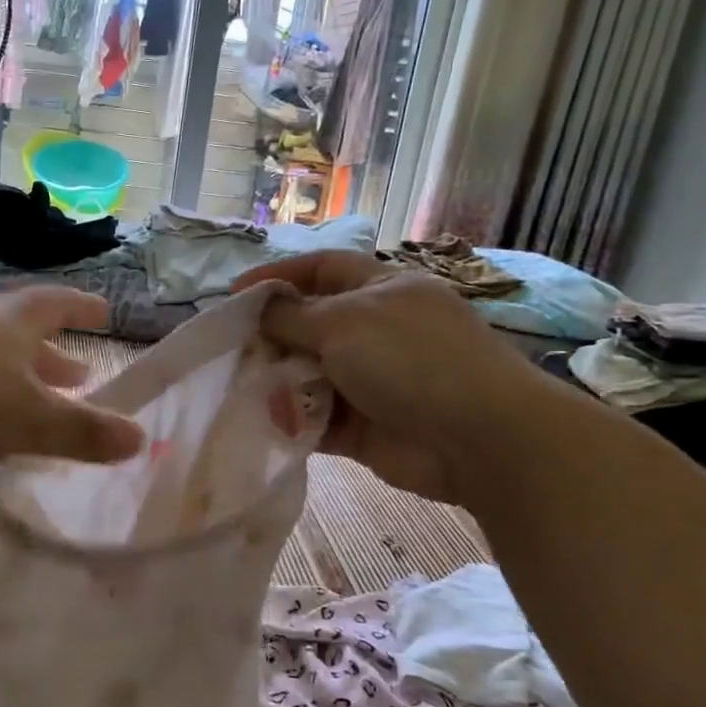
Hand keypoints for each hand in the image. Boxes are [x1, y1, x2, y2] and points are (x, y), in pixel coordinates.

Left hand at [0, 287, 143, 471]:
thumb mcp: (29, 422)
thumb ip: (83, 432)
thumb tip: (140, 438)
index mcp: (12, 321)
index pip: (58, 304)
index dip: (84, 308)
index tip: (105, 312)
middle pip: (24, 331)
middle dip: (54, 355)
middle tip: (79, 375)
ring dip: (16, 374)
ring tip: (30, 400)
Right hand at [234, 252, 535, 502]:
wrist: (477, 438)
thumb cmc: (410, 358)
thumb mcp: (345, 322)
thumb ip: (293, 315)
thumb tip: (260, 309)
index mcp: (380, 290)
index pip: (322, 268)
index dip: (278, 275)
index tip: (234, 293)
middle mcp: (374, 331)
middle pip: (309, 325)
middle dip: (270, 335)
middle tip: (228, 349)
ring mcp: (370, 381)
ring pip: (308, 374)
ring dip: (275, 380)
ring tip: (237, 387)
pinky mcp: (362, 427)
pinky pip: (315, 419)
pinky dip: (290, 420)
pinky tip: (261, 422)